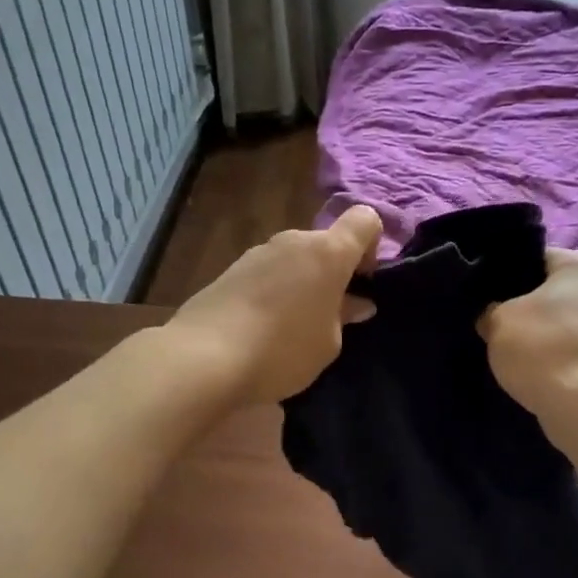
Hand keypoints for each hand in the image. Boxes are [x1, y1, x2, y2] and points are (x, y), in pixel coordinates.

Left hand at [163, 205, 382, 405]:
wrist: (204, 358)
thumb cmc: (283, 350)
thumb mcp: (328, 343)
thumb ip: (344, 317)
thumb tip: (356, 303)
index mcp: (327, 252)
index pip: (364, 220)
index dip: (373, 245)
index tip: (364, 281)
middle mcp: (293, 241)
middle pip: (325, 244)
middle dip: (333, 272)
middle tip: (330, 316)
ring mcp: (257, 253)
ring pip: (293, 260)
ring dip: (301, 283)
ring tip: (292, 328)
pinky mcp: (229, 270)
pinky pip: (266, 275)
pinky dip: (273, 293)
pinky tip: (262, 329)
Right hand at [479, 249, 577, 417]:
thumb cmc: (542, 348)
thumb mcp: (497, 320)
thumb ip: (491, 309)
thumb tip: (493, 314)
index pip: (536, 258)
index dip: (507, 277)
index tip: (488, 298)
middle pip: (556, 289)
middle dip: (530, 305)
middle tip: (498, 324)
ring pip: (569, 319)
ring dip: (547, 331)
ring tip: (517, 350)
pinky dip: (562, 353)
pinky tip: (539, 368)